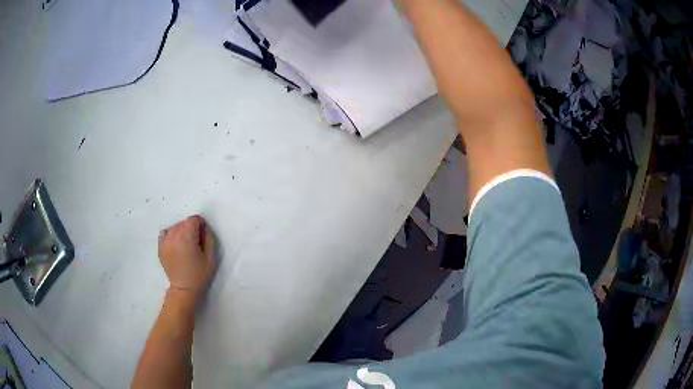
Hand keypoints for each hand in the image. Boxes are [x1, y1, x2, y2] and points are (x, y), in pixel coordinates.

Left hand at [158, 215, 216, 302]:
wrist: (184, 289)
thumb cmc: (199, 274)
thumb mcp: (211, 257)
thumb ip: (209, 238)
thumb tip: (205, 228)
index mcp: (187, 236)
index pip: (194, 219)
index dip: (201, 225)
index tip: (203, 236)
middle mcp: (174, 235)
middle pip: (184, 222)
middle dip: (191, 228)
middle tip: (196, 242)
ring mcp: (165, 240)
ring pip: (175, 226)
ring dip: (182, 231)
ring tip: (185, 245)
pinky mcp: (160, 246)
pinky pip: (165, 232)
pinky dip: (171, 234)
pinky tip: (175, 243)